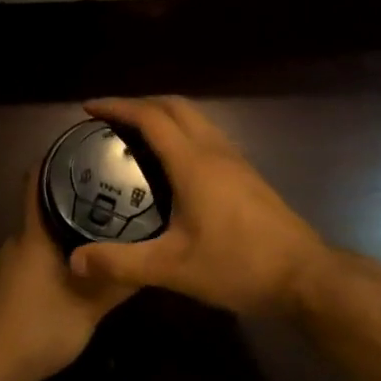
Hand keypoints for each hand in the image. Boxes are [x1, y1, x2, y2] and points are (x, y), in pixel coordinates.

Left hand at [0, 171, 134, 380]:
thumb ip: (116, 283)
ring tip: (105, 223)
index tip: (85, 149)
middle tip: (111, 189)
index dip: (55, 160)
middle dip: (74, 195)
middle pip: (45, 206)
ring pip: (43, 233)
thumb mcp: (89, 307)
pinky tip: (83, 261)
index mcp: (35, 235)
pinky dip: (59, 250)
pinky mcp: (11, 284)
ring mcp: (12, 264)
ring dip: (68, 227)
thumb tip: (149, 258)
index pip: (36, 181)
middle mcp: (20, 241)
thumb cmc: (40, 326)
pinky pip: (38, 254)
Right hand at [68, 96, 328, 316]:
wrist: (305, 276)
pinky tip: (172, 163)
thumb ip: (122, 263)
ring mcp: (235, 160)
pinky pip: (207, 135)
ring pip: (195, 118)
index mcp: (193, 162)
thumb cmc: (238, 265)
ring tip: (136, 135)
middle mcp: (214, 150)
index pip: (150, 117)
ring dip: (164, 115)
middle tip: (110, 119)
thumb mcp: (173, 268)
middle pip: (175, 106)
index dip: (118, 107)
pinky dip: (182, 131)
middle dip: (139, 103)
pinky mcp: (247, 174)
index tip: (89, 109)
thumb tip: (75, 260)